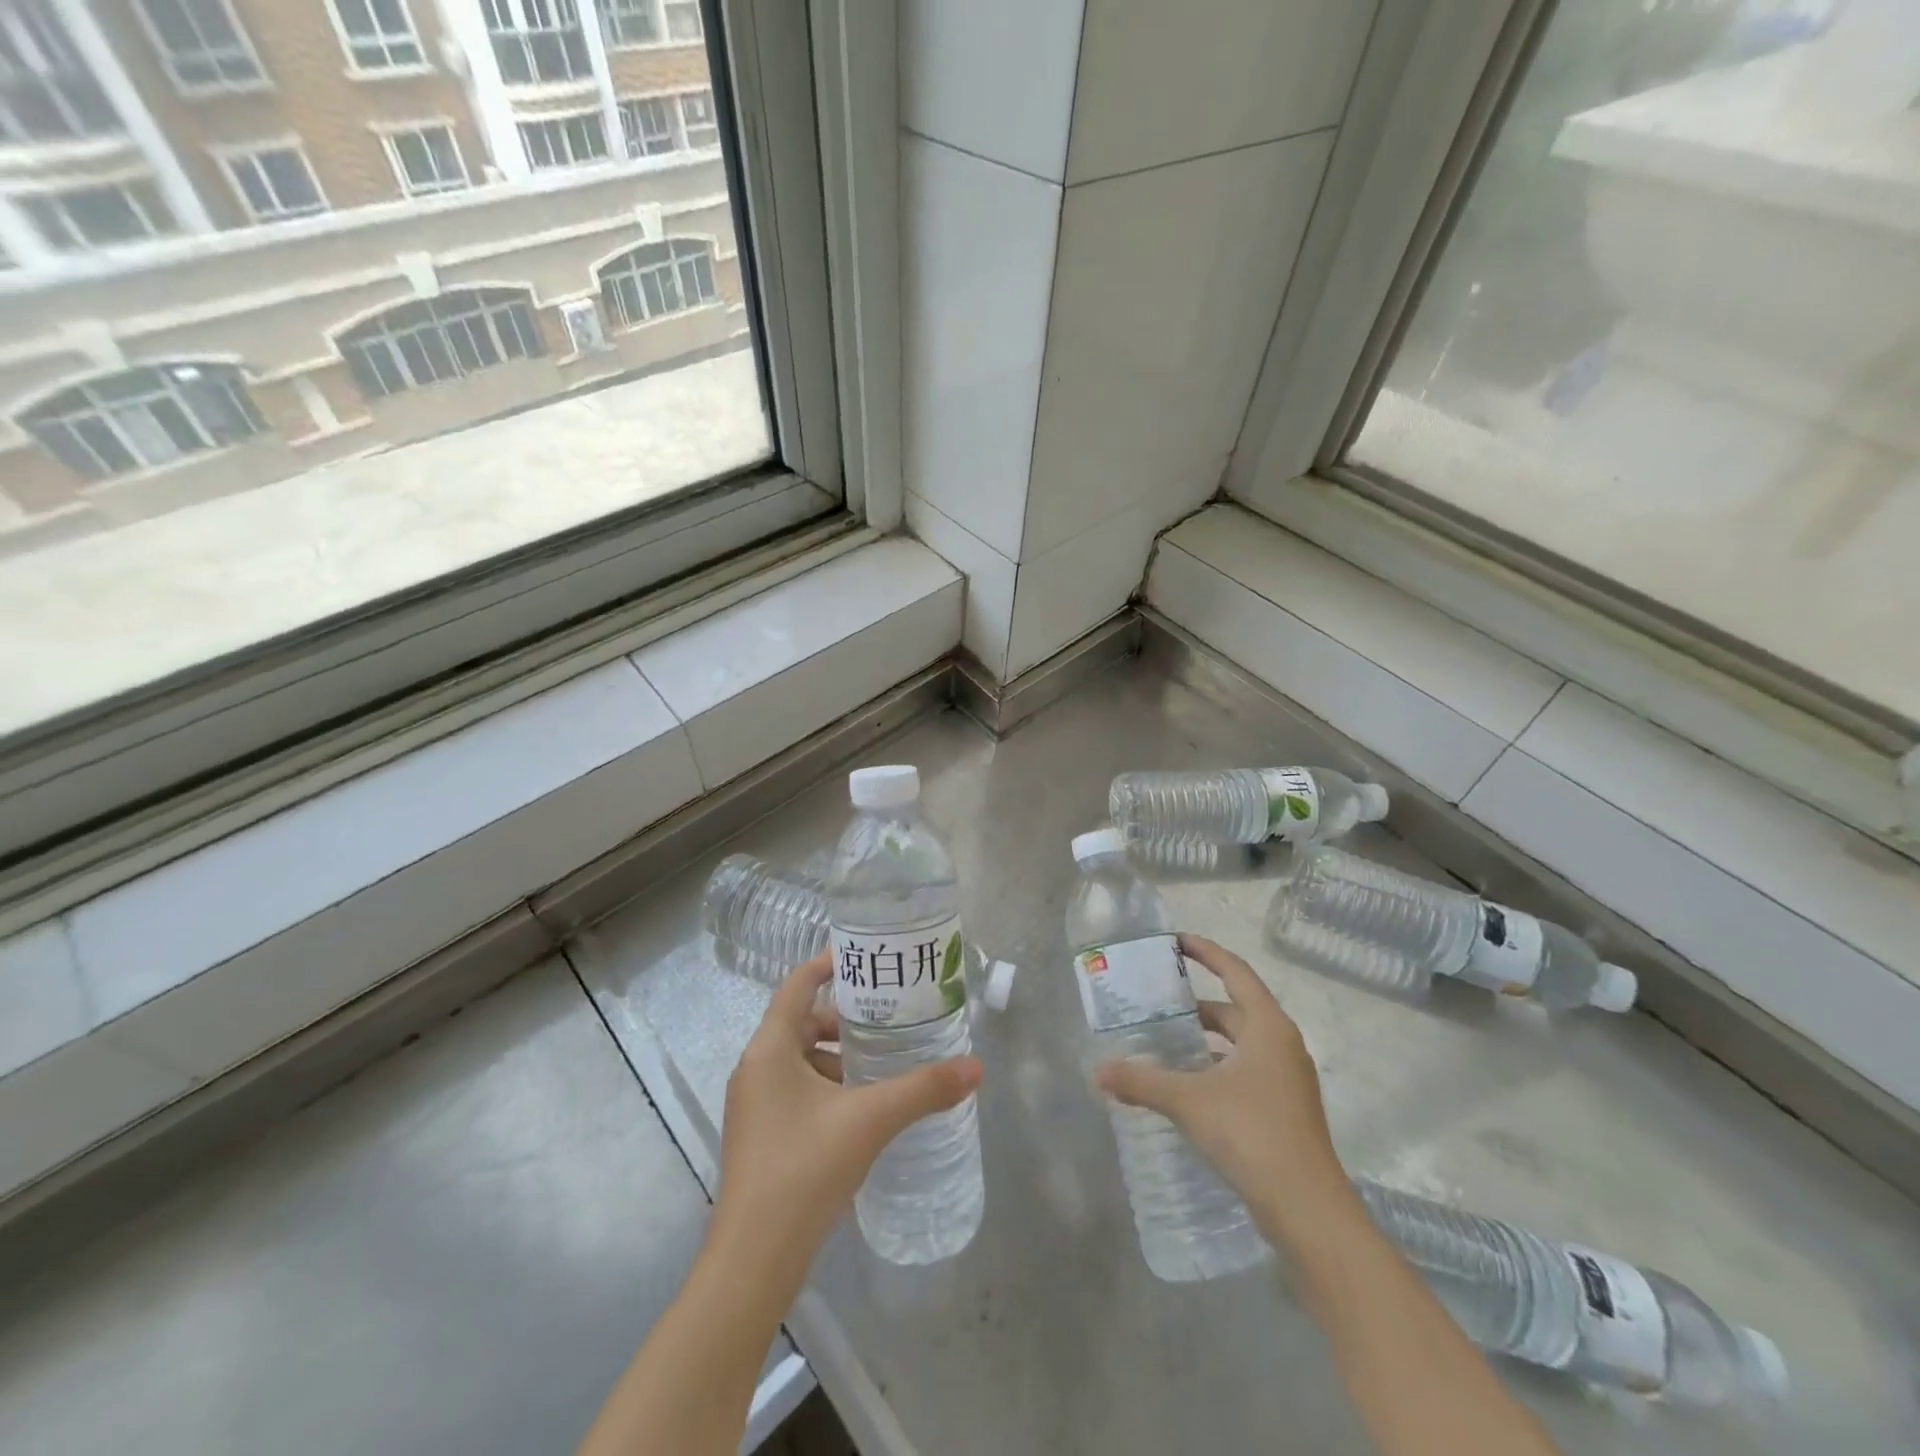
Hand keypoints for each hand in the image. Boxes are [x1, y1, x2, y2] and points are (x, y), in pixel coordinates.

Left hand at [711, 951, 983, 1274]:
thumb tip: (976, 1068)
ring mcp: (753, 1106)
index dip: (828, 964)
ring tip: (882, 1065)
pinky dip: (827, 1087)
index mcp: (769, 1049)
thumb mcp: (871, 1120)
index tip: (866, 959)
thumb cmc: (805, 1169)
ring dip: (837, 1056)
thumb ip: (924, 1089)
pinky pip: (795, 1091)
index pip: (798, 985)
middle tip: (889, 1018)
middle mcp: (754, 1069)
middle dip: (844, 1019)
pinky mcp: (760, 1137)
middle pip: (801, 1022)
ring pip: (799, 1060)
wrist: (753, 1261)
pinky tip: (861, 1110)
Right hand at [1095, 934, 1358, 1250]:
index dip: (1206, 952)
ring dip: (1206, 1040)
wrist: (1308, 1211)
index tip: (1176, 941)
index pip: (1235, 972)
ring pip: (1241, 1044)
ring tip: (1165, 1043)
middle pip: (1237, 1008)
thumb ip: (1142, 1081)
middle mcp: (1283, 1045)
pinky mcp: (1284, 1110)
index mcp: (1268, 1027)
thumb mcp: (1190, 1101)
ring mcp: (1287, 1080)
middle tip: (1158, 1002)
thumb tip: (1099, 1070)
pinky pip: (1245, 1071)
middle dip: (1197, 1004)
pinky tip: (1188, 1086)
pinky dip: (1216, 1068)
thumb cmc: (1252, 1134)